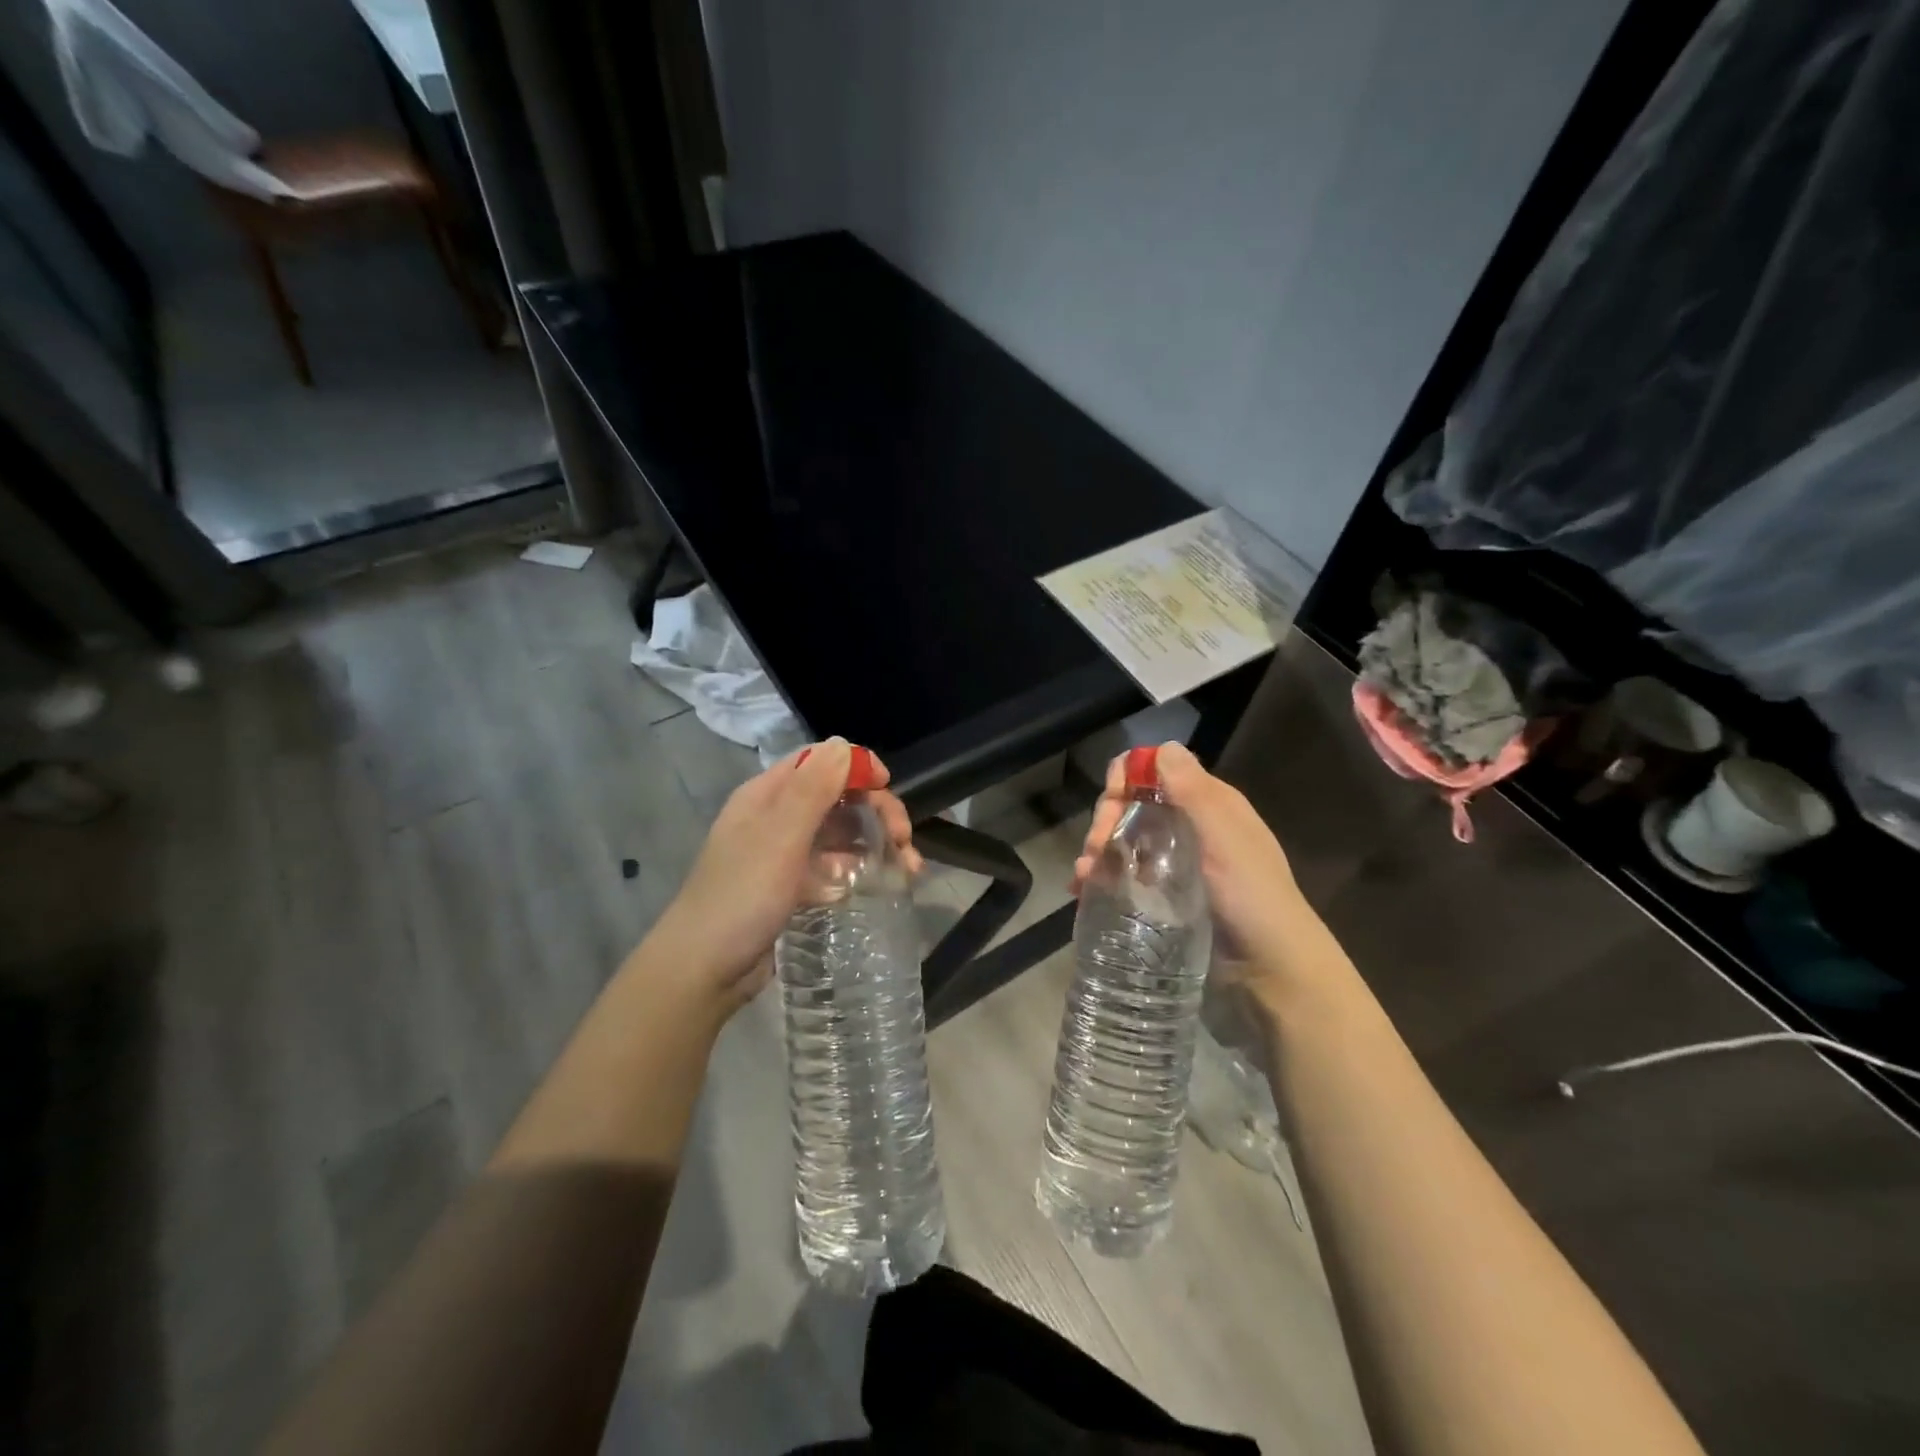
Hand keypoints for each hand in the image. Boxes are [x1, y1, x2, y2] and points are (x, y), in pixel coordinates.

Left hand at [648, 738, 919, 1014]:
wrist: (704, 971)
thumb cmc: (742, 896)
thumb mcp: (780, 838)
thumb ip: (813, 789)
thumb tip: (843, 743)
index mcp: (766, 796)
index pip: (818, 762)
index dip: (856, 766)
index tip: (888, 787)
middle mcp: (775, 818)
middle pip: (836, 797)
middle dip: (876, 811)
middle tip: (904, 840)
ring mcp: (783, 854)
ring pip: (839, 834)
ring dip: (874, 842)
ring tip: (906, 869)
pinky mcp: (791, 887)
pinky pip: (831, 867)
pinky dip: (855, 871)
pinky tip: (874, 888)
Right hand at [1074, 741, 1304, 969]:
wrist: (1271, 971)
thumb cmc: (1251, 897)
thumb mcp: (1224, 838)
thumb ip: (1193, 791)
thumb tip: (1162, 746)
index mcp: (1209, 805)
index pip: (1156, 772)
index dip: (1127, 779)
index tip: (1112, 803)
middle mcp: (1191, 827)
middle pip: (1134, 806)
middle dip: (1106, 820)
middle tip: (1095, 850)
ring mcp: (1176, 864)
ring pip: (1126, 841)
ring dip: (1099, 850)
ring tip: (1084, 877)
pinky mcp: (1165, 897)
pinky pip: (1126, 875)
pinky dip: (1102, 877)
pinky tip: (1084, 890)